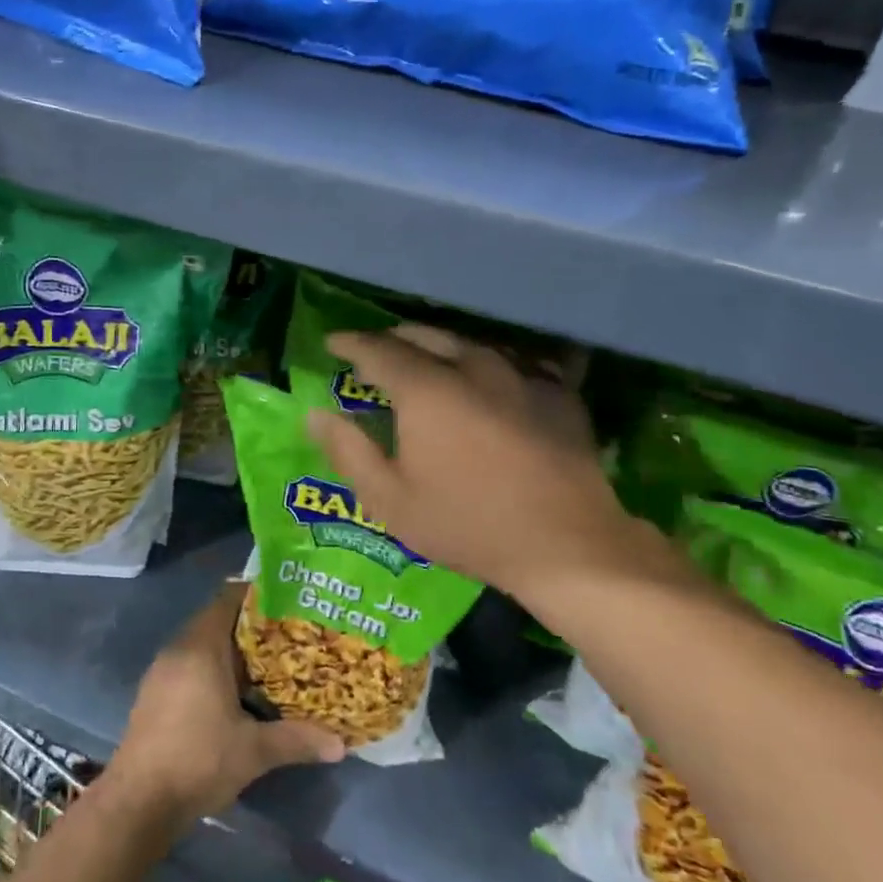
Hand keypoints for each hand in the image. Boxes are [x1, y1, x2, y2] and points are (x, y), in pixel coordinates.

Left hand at [109, 586, 344, 823]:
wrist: (138, 802)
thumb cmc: (198, 760)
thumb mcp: (254, 751)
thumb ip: (297, 740)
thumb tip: (340, 745)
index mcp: (201, 646)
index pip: (229, 598)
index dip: (258, 595)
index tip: (289, 602)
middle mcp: (179, 648)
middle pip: (218, 620)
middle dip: (252, 627)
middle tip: (289, 636)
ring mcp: (162, 671)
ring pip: (203, 645)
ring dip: (232, 651)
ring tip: (270, 664)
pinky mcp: (155, 693)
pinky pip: (190, 665)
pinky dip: (213, 669)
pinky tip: (236, 694)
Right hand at [309, 326, 680, 618]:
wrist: (567, 546)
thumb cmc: (468, 525)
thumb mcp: (391, 500)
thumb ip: (348, 451)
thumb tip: (315, 414)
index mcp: (427, 389)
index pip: (378, 349)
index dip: (351, 343)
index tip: (332, 342)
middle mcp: (473, 367)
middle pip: (426, 335)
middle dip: (394, 338)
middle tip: (376, 351)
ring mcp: (521, 375)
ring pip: (471, 343)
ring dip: (440, 346)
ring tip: (427, 358)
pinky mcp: (557, 392)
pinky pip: (514, 360)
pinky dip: (489, 362)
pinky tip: (488, 376)